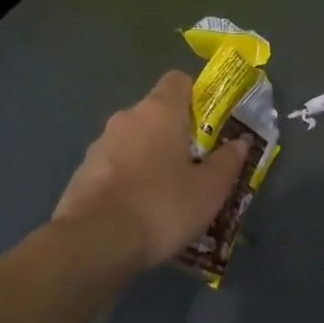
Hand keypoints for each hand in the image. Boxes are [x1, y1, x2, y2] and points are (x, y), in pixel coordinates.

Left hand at [53, 72, 248, 268]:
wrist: (94, 242)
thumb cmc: (162, 206)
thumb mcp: (210, 189)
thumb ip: (228, 161)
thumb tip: (240, 142)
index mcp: (160, 110)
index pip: (179, 80)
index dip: (198, 96)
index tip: (211, 124)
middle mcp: (127, 117)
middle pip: (158, 113)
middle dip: (178, 134)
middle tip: (198, 165)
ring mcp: (100, 144)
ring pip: (135, 141)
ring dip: (152, 158)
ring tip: (169, 194)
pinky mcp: (83, 172)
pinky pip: (116, 166)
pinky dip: (130, 178)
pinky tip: (141, 210)